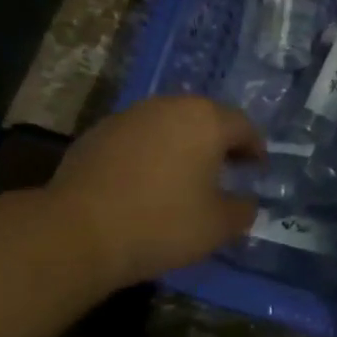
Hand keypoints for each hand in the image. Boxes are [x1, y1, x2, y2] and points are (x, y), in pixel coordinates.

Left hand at [47, 96, 264, 287]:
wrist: (79, 230)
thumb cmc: (161, 224)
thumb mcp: (216, 227)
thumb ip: (241, 210)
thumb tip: (247, 202)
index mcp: (206, 120)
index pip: (243, 127)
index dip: (255, 149)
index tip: (257, 170)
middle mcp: (170, 106)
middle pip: (206, 118)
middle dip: (219, 142)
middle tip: (226, 170)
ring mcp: (131, 115)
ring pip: (170, 124)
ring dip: (182, 144)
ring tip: (185, 175)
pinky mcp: (100, 131)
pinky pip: (139, 136)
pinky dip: (150, 152)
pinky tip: (145, 181)